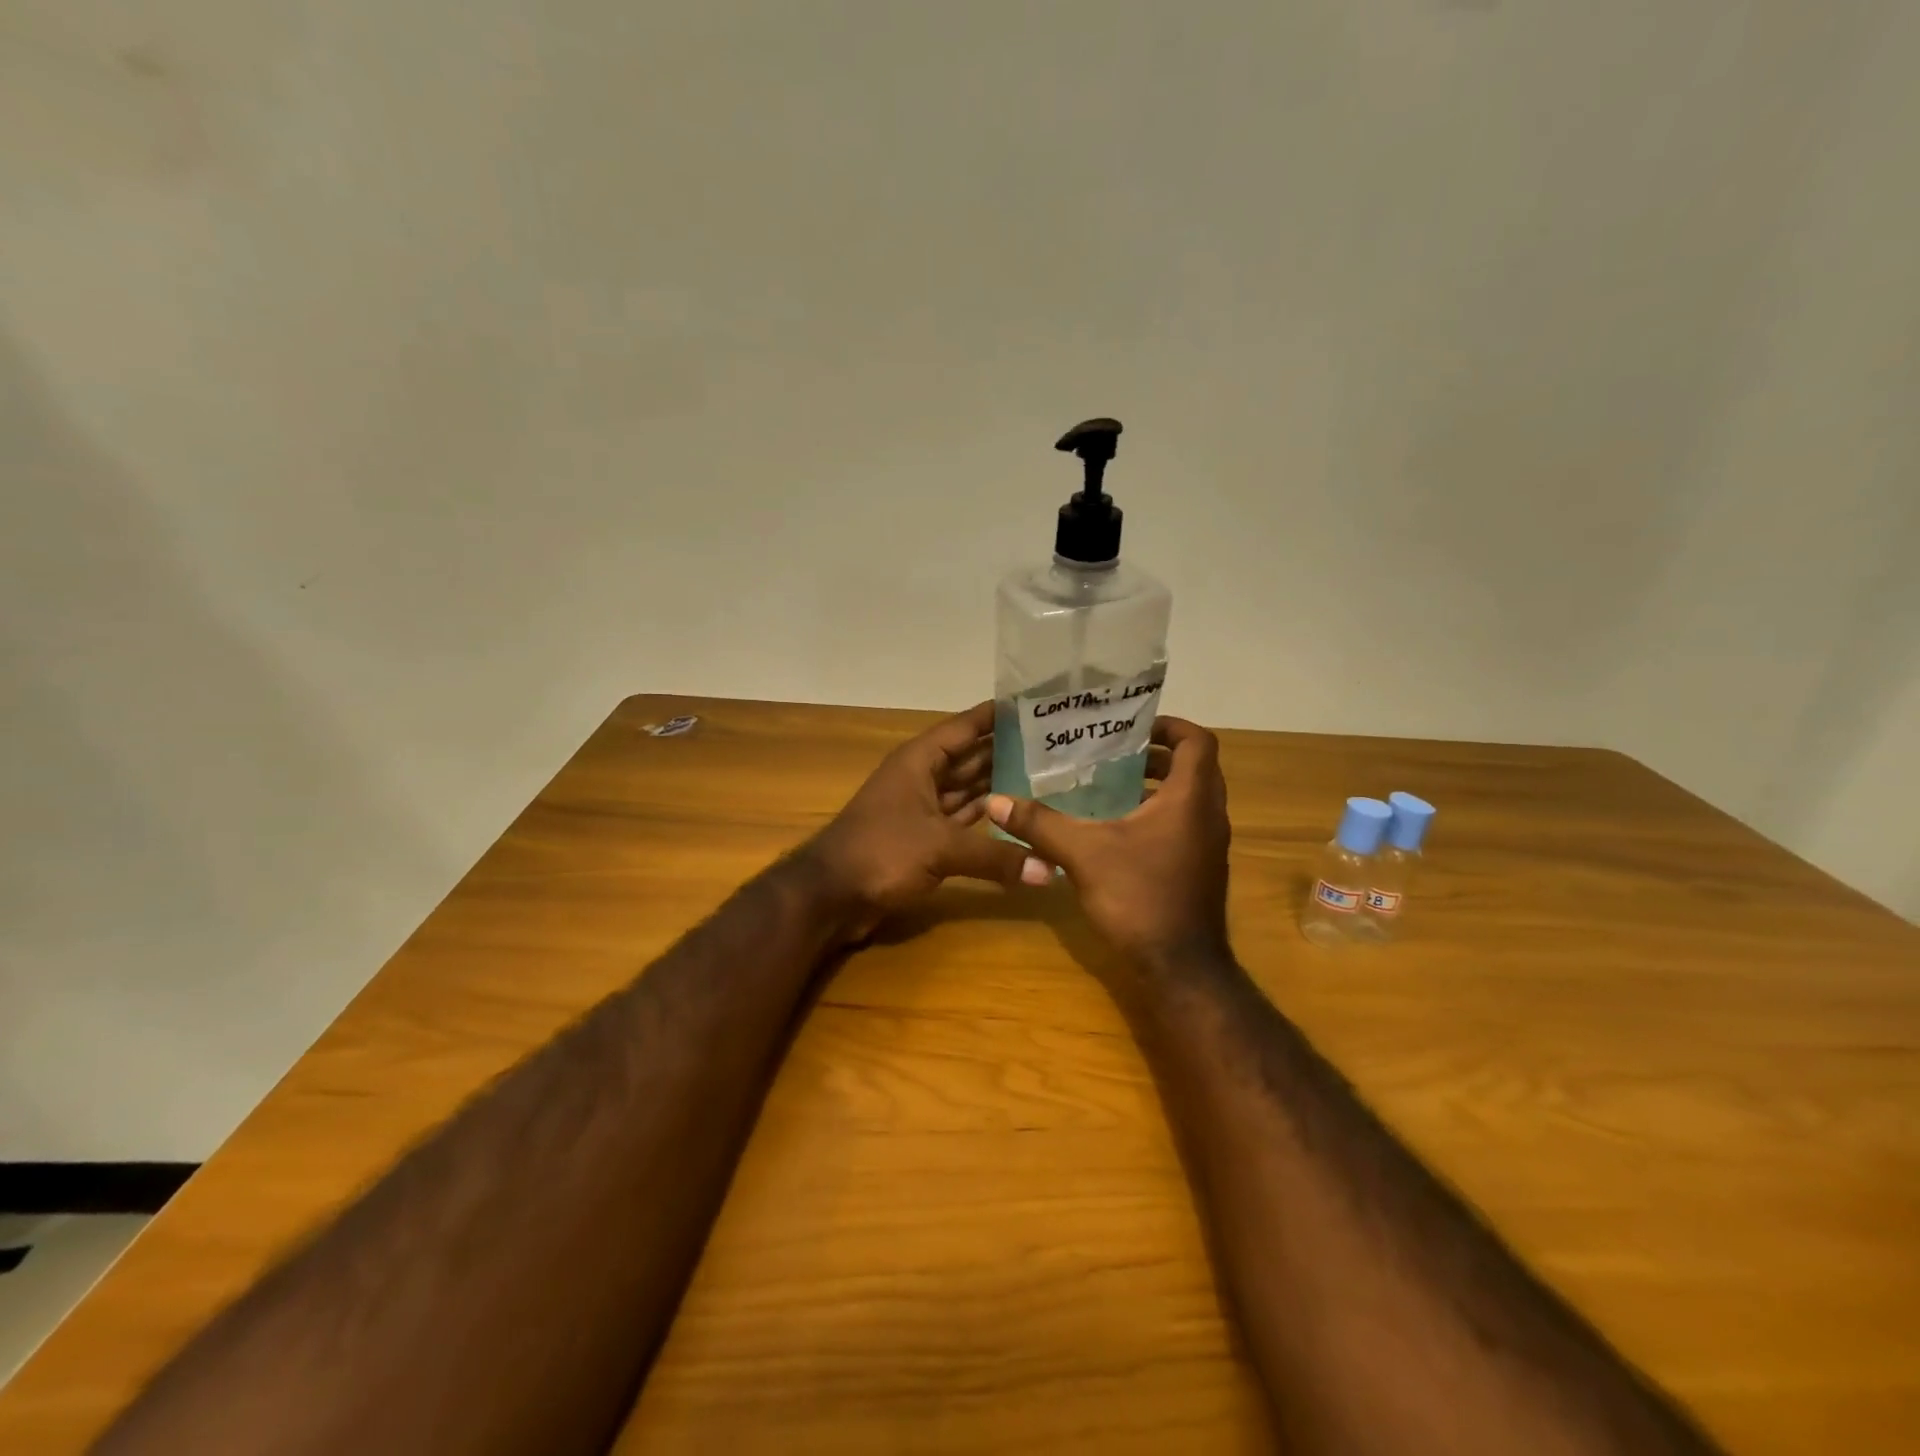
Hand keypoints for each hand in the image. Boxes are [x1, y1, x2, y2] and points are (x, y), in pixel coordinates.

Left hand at [800, 700, 1053, 941]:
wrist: (831, 896)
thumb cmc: (881, 852)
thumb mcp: (941, 848)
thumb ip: (995, 855)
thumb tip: (1049, 870)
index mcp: (920, 761)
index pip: (965, 727)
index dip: (997, 716)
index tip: (1035, 706)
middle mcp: (923, 778)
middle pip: (971, 758)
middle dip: (1008, 752)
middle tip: (1056, 746)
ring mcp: (923, 809)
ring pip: (969, 790)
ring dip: (1001, 786)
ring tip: (1047, 778)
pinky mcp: (924, 839)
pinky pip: (964, 820)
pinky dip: (988, 819)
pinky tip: (1018, 817)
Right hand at [986, 717, 1231, 973]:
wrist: (1180, 968)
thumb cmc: (1140, 898)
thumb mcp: (1083, 854)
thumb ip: (1040, 824)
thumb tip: (996, 801)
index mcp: (1190, 799)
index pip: (1196, 742)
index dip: (1170, 725)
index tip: (1134, 726)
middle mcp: (1208, 816)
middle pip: (1194, 767)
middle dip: (1156, 755)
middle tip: (1114, 753)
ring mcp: (1208, 846)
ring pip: (1189, 799)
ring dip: (1156, 786)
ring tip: (1109, 786)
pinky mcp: (1200, 869)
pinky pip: (1184, 825)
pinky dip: (1157, 815)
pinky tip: (1115, 831)